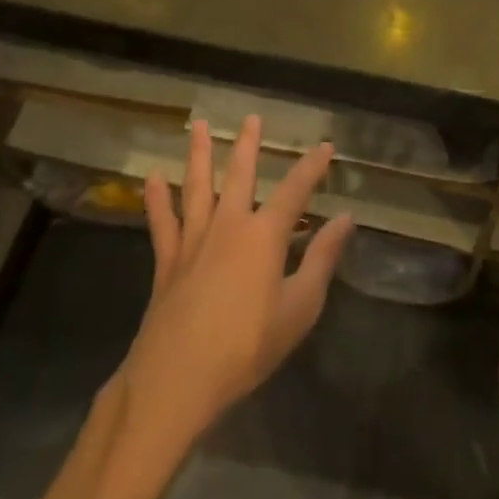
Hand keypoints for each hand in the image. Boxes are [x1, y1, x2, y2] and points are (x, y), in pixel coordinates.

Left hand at [109, 117, 353, 452]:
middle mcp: (229, 225)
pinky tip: (152, 178)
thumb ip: (323, 259)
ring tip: (198, 125)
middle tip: (252, 117)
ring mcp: (193, 241)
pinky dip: (157, 199)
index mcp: (265, 235)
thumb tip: (346, 218)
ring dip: (198, 154)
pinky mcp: (167, 261)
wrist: (176, 380)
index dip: (313, 166)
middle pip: (240, 175)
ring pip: (197, 187)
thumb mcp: (300, 307)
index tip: (325, 146)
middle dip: (248, 145)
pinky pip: (162, 222)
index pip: (296, 190)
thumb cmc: (247, 347)